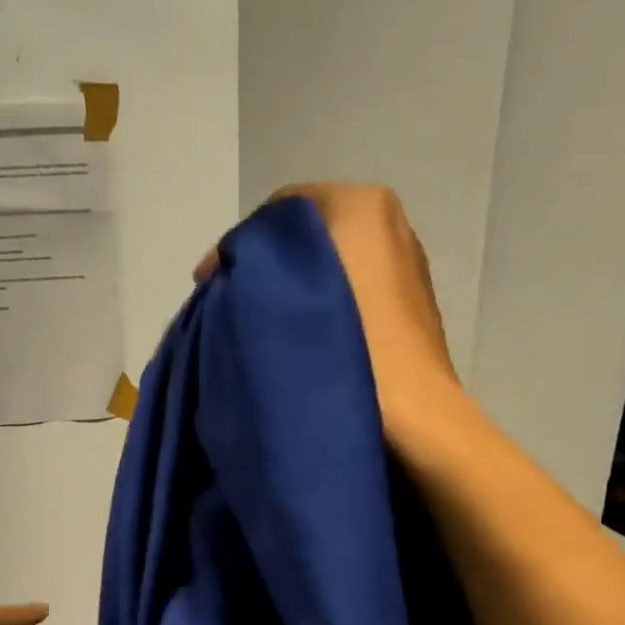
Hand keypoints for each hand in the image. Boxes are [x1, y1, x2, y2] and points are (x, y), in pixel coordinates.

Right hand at [198, 183, 466, 449]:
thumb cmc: (350, 352)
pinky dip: (325, 306)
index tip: (207, 284)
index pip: (280, 209)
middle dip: (268, 266)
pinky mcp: (413, 306)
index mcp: (363, 205)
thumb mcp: (284, 301)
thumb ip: (252, 271)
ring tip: (264, 328)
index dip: (238, 245)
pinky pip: (356, 291)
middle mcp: (391, 223)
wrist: (417, 418)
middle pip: (309, 235)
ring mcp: (407, 263)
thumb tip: (228, 274)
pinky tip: (304, 340)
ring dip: (296, 289)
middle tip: (230, 307)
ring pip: (333, 263)